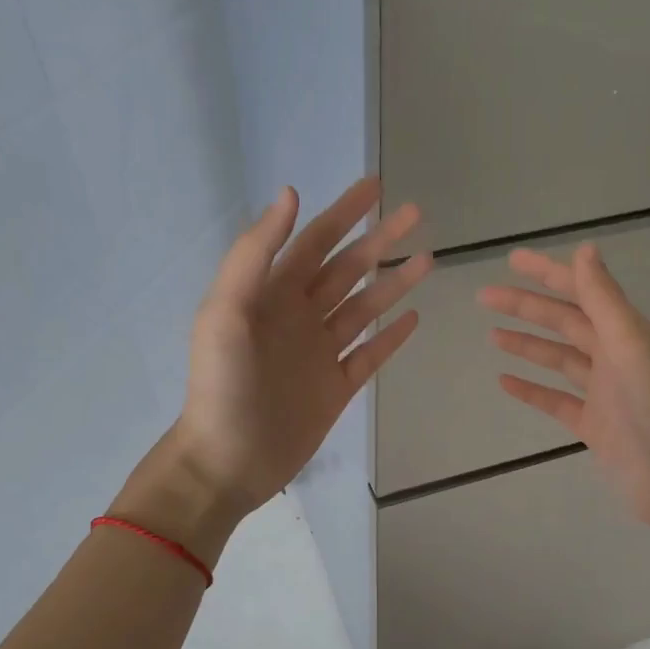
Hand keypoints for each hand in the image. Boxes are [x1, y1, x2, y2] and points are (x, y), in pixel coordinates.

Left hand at [169, 177, 430, 518]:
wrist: (228, 460)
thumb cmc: (222, 386)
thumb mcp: (225, 313)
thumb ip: (255, 255)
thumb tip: (290, 195)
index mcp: (270, 295)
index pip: (313, 243)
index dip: (344, 214)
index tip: (376, 188)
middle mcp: (298, 318)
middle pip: (346, 270)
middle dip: (379, 241)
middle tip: (417, 215)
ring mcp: (320, 354)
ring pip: (363, 309)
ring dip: (392, 283)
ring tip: (427, 260)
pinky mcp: (336, 389)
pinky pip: (369, 355)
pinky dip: (390, 337)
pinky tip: (413, 318)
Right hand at [478, 244, 649, 535]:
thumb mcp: (629, 343)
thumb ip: (604, 298)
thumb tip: (584, 249)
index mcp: (626, 332)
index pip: (582, 291)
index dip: (548, 274)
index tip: (512, 260)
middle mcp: (615, 356)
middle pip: (564, 323)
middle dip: (526, 308)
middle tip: (484, 297)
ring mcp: (602, 392)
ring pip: (558, 359)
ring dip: (527, 345)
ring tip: (491, 336)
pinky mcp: (592, 424)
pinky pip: (555, 400)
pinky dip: (532, 390)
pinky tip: (504, 382)